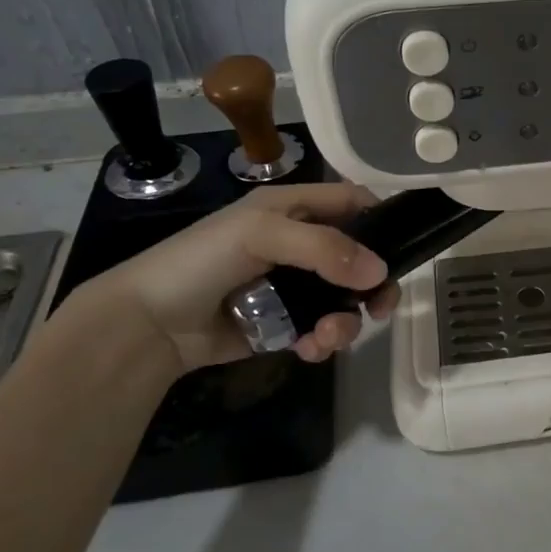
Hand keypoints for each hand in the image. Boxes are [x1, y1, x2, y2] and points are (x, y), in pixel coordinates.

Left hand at [80, 183, 398, 372]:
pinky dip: (323, 340)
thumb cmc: (202, 260)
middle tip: (381, 307)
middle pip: (358, 258)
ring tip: (326, 337)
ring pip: (343, 299)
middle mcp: (298, 244)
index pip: (351, 202)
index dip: (381, 218)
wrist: (147, 323)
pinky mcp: (284, 323)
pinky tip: (308, 349)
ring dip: (346, 320)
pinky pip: (321, 328)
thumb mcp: (262, 234)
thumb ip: (324, 248)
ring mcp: (292, 286)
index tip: (403, 246)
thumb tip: (381, 272)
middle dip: (373, 283)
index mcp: (292, 208)